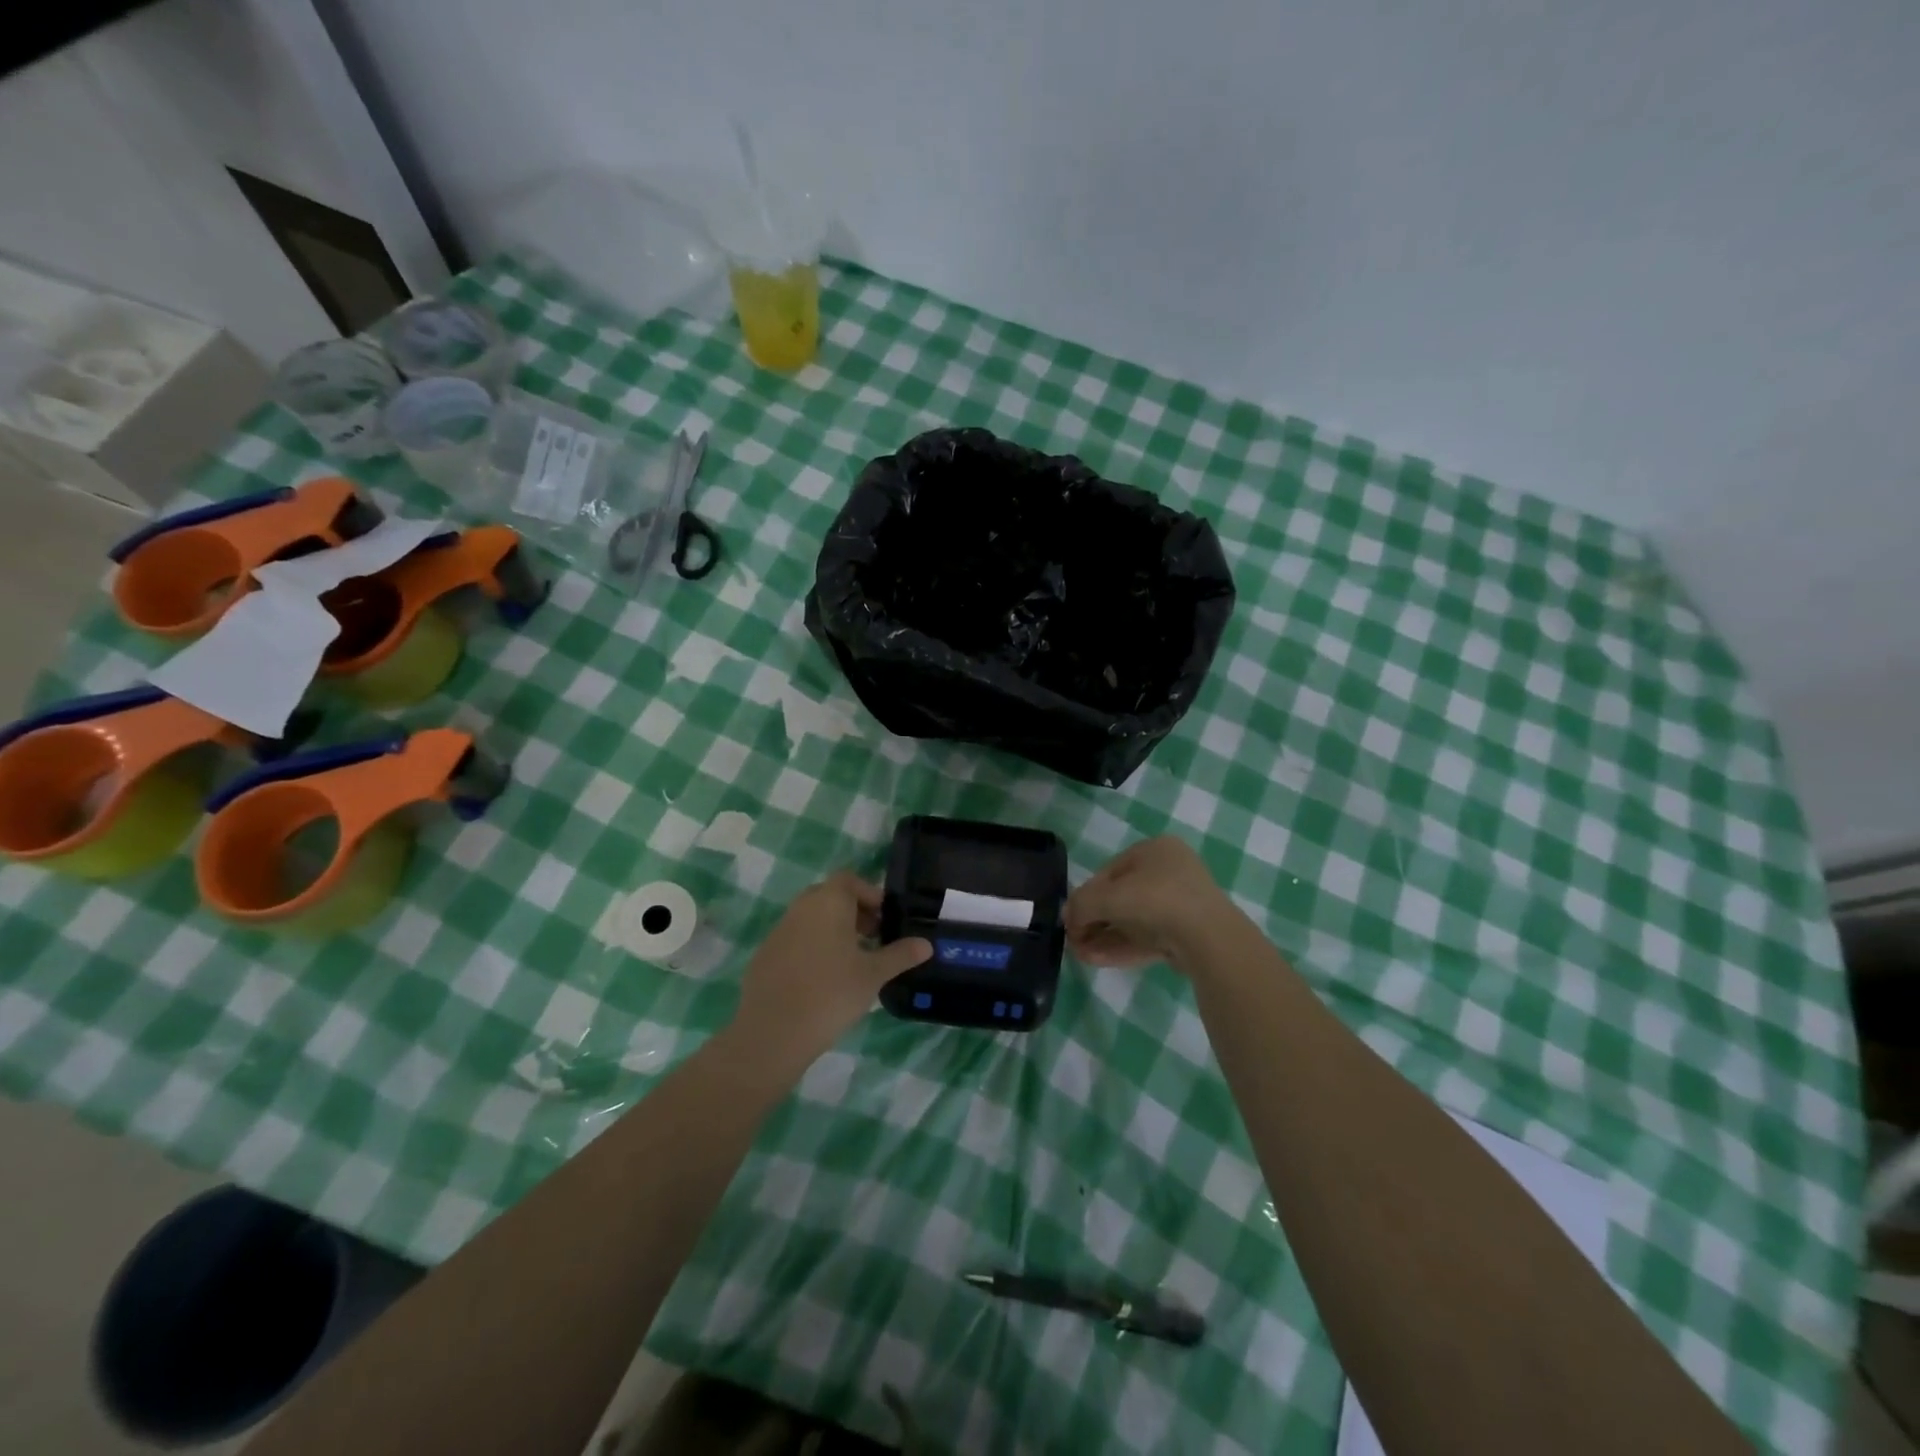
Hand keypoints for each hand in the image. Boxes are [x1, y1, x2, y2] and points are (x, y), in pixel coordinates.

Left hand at [730, 872, 931, 1064]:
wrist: (773, 1031)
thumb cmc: (831, 993)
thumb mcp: (873, 974)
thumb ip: (900, 955)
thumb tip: (927, 944)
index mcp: (828, 902)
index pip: (849, 880)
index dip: (870, 895)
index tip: (885, 920)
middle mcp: (801, 908)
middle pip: (830, 896)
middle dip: (854, 912)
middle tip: (873, 939)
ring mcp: (779, 931)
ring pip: (811, 919)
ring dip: (833, 930)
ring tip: (852, 962)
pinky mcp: (765, 955)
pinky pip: (795, 940)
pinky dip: (812, 948)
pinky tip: (823, 980)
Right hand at [1065, 837, 1232, 970]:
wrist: (1208, 938)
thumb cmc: (1154, 900)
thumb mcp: (1106, 897)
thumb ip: (1081, 905)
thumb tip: (1068, 917)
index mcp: (1154, 850)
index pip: (1109, 872)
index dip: (1085, 895)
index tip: (1070, 918)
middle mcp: (1170, 872)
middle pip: (1121, 898)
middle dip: (1094, 921)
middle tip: (1075, 940)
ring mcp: (1182, 904)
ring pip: (1134, 921)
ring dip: (1104, 937)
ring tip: (1081, 956)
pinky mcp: (1187, 934)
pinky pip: (1148, 937)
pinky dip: (1122, 947)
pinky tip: (1097, 960)